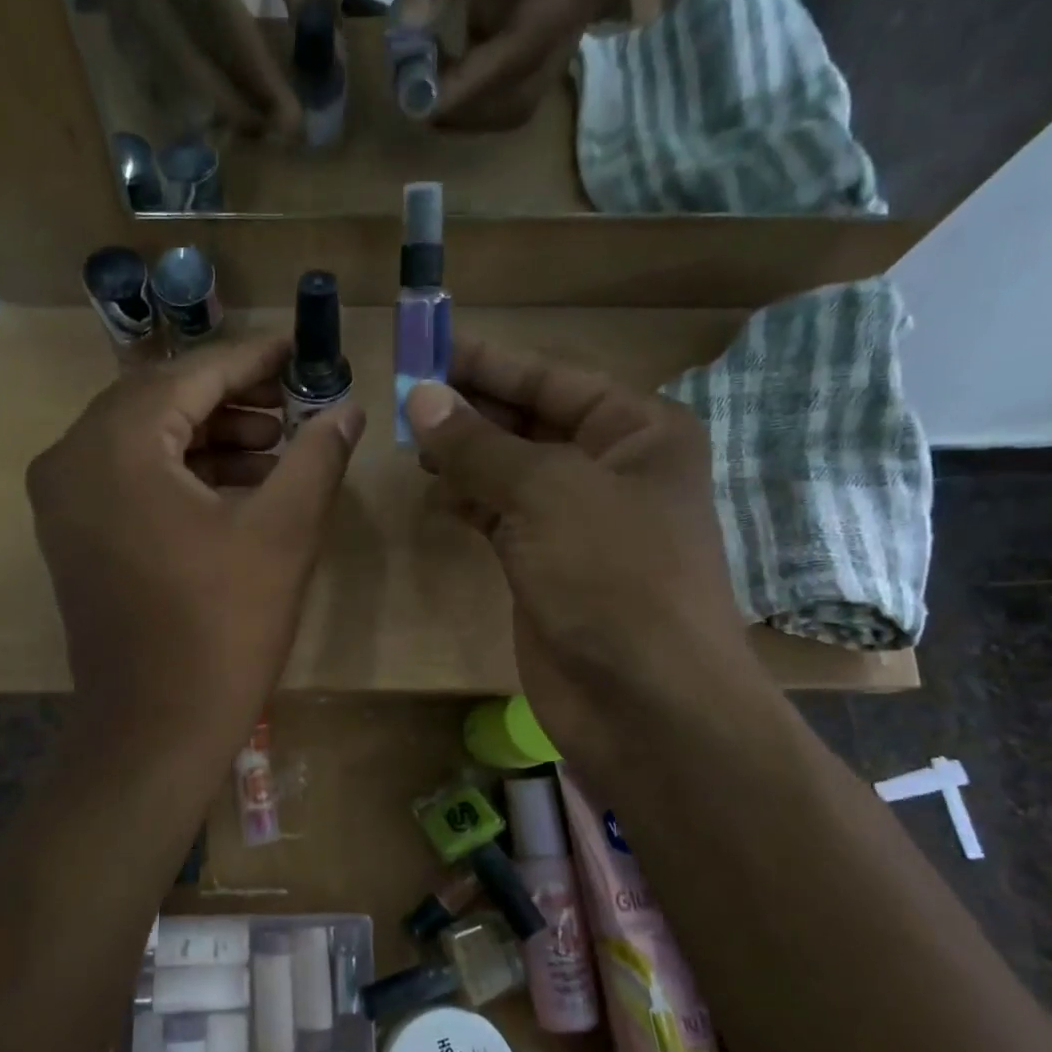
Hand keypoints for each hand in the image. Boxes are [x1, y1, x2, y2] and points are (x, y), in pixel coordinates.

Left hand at [28, 336, 363, 750]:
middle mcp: (71, 459)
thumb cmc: (224, 627)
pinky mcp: (73, 536)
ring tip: (278, 447)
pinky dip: (181, 473)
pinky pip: (129, 478)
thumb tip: (348, 406)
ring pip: (144, 440)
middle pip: (160, 401)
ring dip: (209, 437)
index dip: (252, 358)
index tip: (298, 348)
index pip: (191, 375)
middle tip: (294, 404)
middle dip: (232, 399)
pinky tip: (237, 486)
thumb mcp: (284, 532)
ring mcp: (63, 501)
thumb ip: (317, 454)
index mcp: (115, 445)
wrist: (156, 728)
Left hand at [397, 0, 634, 129]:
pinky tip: (432, 63)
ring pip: (515, 91)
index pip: (524, 49)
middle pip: (524, 92)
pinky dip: (466, 75)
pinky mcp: (545, 13)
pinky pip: (504, 67)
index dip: (469, 86)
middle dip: (467, 108)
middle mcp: (587, 2)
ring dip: (465, 100)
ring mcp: (568, 13)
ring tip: (415, 80)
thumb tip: (407, 27)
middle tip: (410, 98)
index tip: (417, 105)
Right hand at [404, 341, 755, 762]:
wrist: (645, 702)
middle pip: (530, 422)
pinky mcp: (548, 567)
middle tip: (405, 399)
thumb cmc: (613, 575)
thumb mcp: (546, 492)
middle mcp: (612, 470)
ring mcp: (579, 523)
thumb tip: (421, 397)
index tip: (428, 349)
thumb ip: (478, 444)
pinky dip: (470, 504)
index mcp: (638, 433)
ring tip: (411, 444)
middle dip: (472, 410)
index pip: (553, 379)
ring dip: (465, 458)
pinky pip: (502, 518)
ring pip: (511, 472)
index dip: (489, 363)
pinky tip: (436, 496)